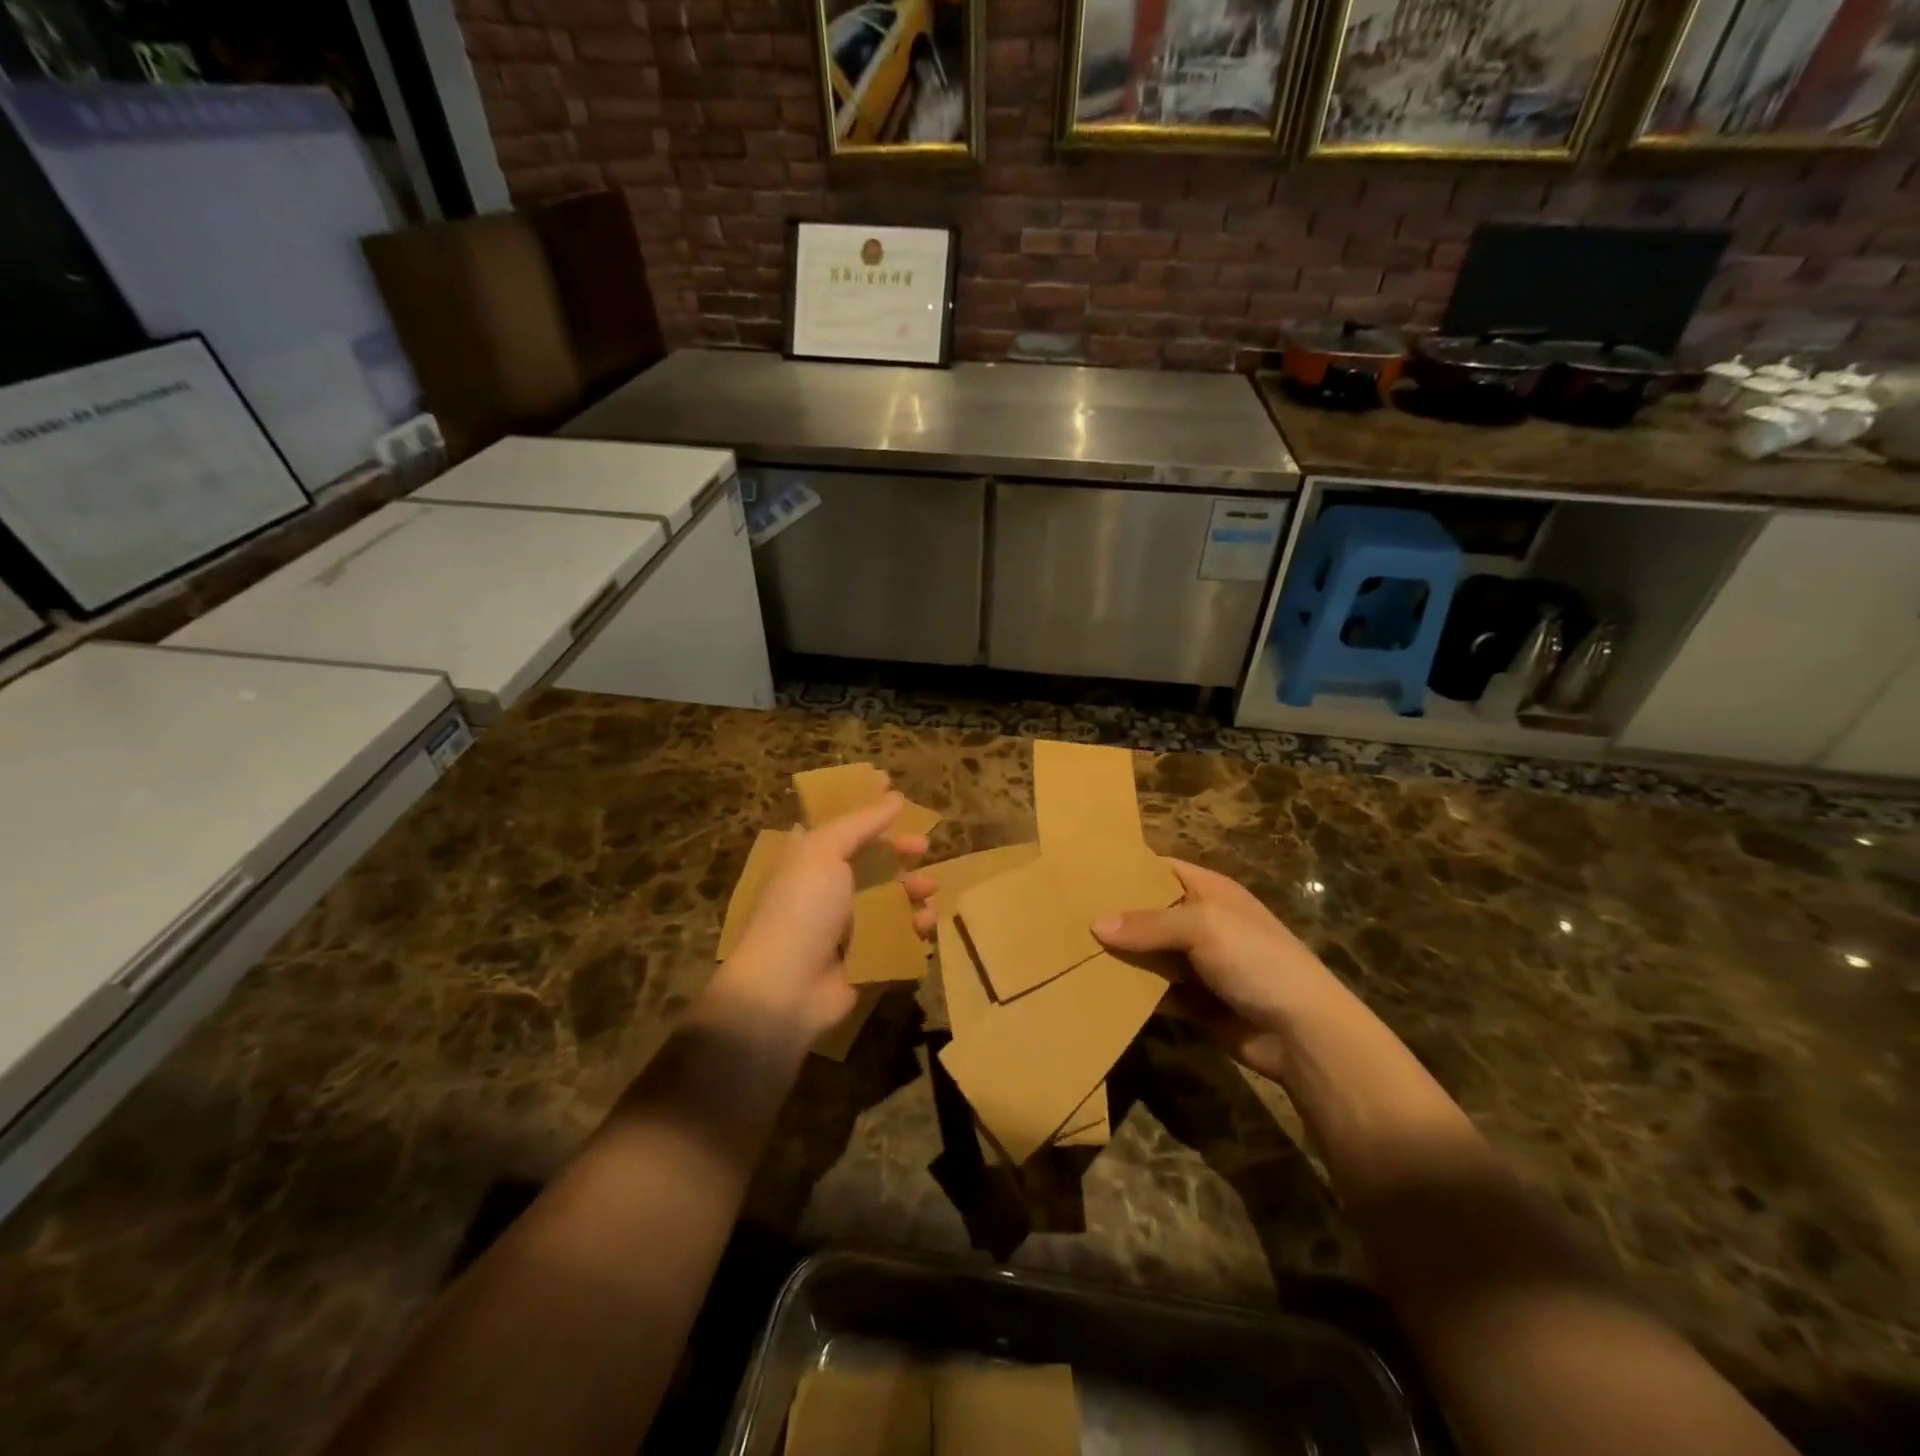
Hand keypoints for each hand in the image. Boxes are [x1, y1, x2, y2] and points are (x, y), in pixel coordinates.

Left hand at [704, 789, 935, 1051]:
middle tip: (922, 843)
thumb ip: (861, 822)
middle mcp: (826, 885)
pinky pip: (897, 934)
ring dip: (912, 888)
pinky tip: (925, 923)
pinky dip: (914, 926)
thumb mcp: (824, 851)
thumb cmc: (802, 908)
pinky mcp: (864, 955)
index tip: (889, 781)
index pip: (837, 819)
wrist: (786, 988)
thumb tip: (893, 795)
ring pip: (888, 896)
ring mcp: (845, 923)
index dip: (861, 800)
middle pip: (869, 857)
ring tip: (929, 887)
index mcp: (808, 856)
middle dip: (897, 848)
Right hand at [1092, 859, 1346, 1083]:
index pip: (1160, 868)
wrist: (1301, 1034)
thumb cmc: (1257, 961)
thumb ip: (1149, 923)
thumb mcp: (1203, 927)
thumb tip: (1095, 924)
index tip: (1082, 870)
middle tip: (1063, 912)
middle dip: (1113, 914)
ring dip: (1118, 954)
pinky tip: (1094, 987)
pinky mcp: (1192, 1001)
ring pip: (1147, 952)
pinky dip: (1130, 990)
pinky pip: (1153, 989)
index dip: (1126, 868)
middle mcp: (1201, 922)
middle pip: (1148, 911)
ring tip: (1068, 948)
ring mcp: (1197, 963)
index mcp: (1210, 891)